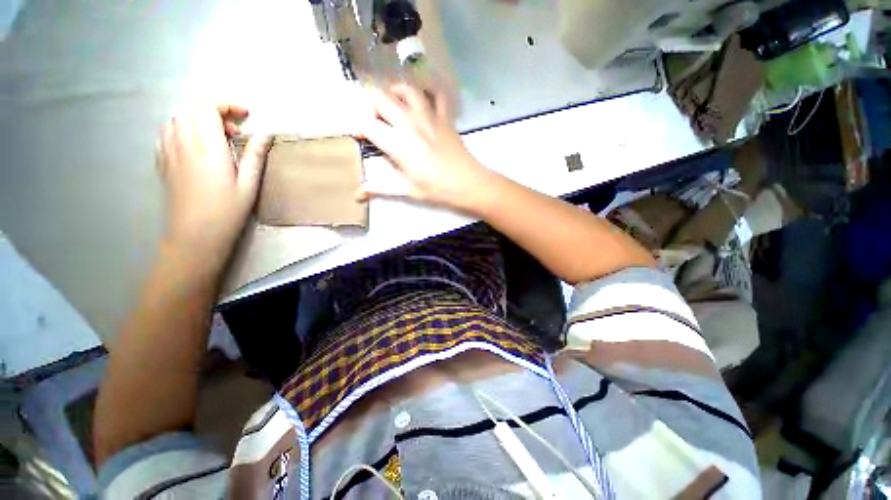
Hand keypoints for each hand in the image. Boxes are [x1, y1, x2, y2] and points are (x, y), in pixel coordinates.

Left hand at [157, 105, 271, 263]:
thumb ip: (255, 155)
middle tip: (234, 135)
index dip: (227, 106)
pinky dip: (182, 131)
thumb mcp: (249, 184)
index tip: (245, 116)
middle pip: (193, 110)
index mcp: (206, 145)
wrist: (194, 234)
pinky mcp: (161, 161)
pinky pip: (167, 133)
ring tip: (214, 141)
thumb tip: (266, 134)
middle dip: (216, 114)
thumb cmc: (227, 210)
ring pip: (178, 120)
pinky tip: (195, 148)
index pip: (208, 107)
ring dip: (198, 122)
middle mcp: (182, 141)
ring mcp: (167, 151)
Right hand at [357, 84, 490, 208]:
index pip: (368, 124)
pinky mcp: (444, 116)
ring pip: (406, 88)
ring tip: (394, 105)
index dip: (358, 126)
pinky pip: (436, 93)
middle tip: (375, 120)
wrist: (468, 183)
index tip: (359, 135)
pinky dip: (427, 91)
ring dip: (395, 92)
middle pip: (381, 97)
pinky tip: (423, 99)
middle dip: (371, 105)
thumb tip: (358, 192)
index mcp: (398, 144)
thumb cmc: (437, 189)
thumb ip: (382, 187)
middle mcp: (410, 123)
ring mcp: (429, 116)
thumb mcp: (408, 190)